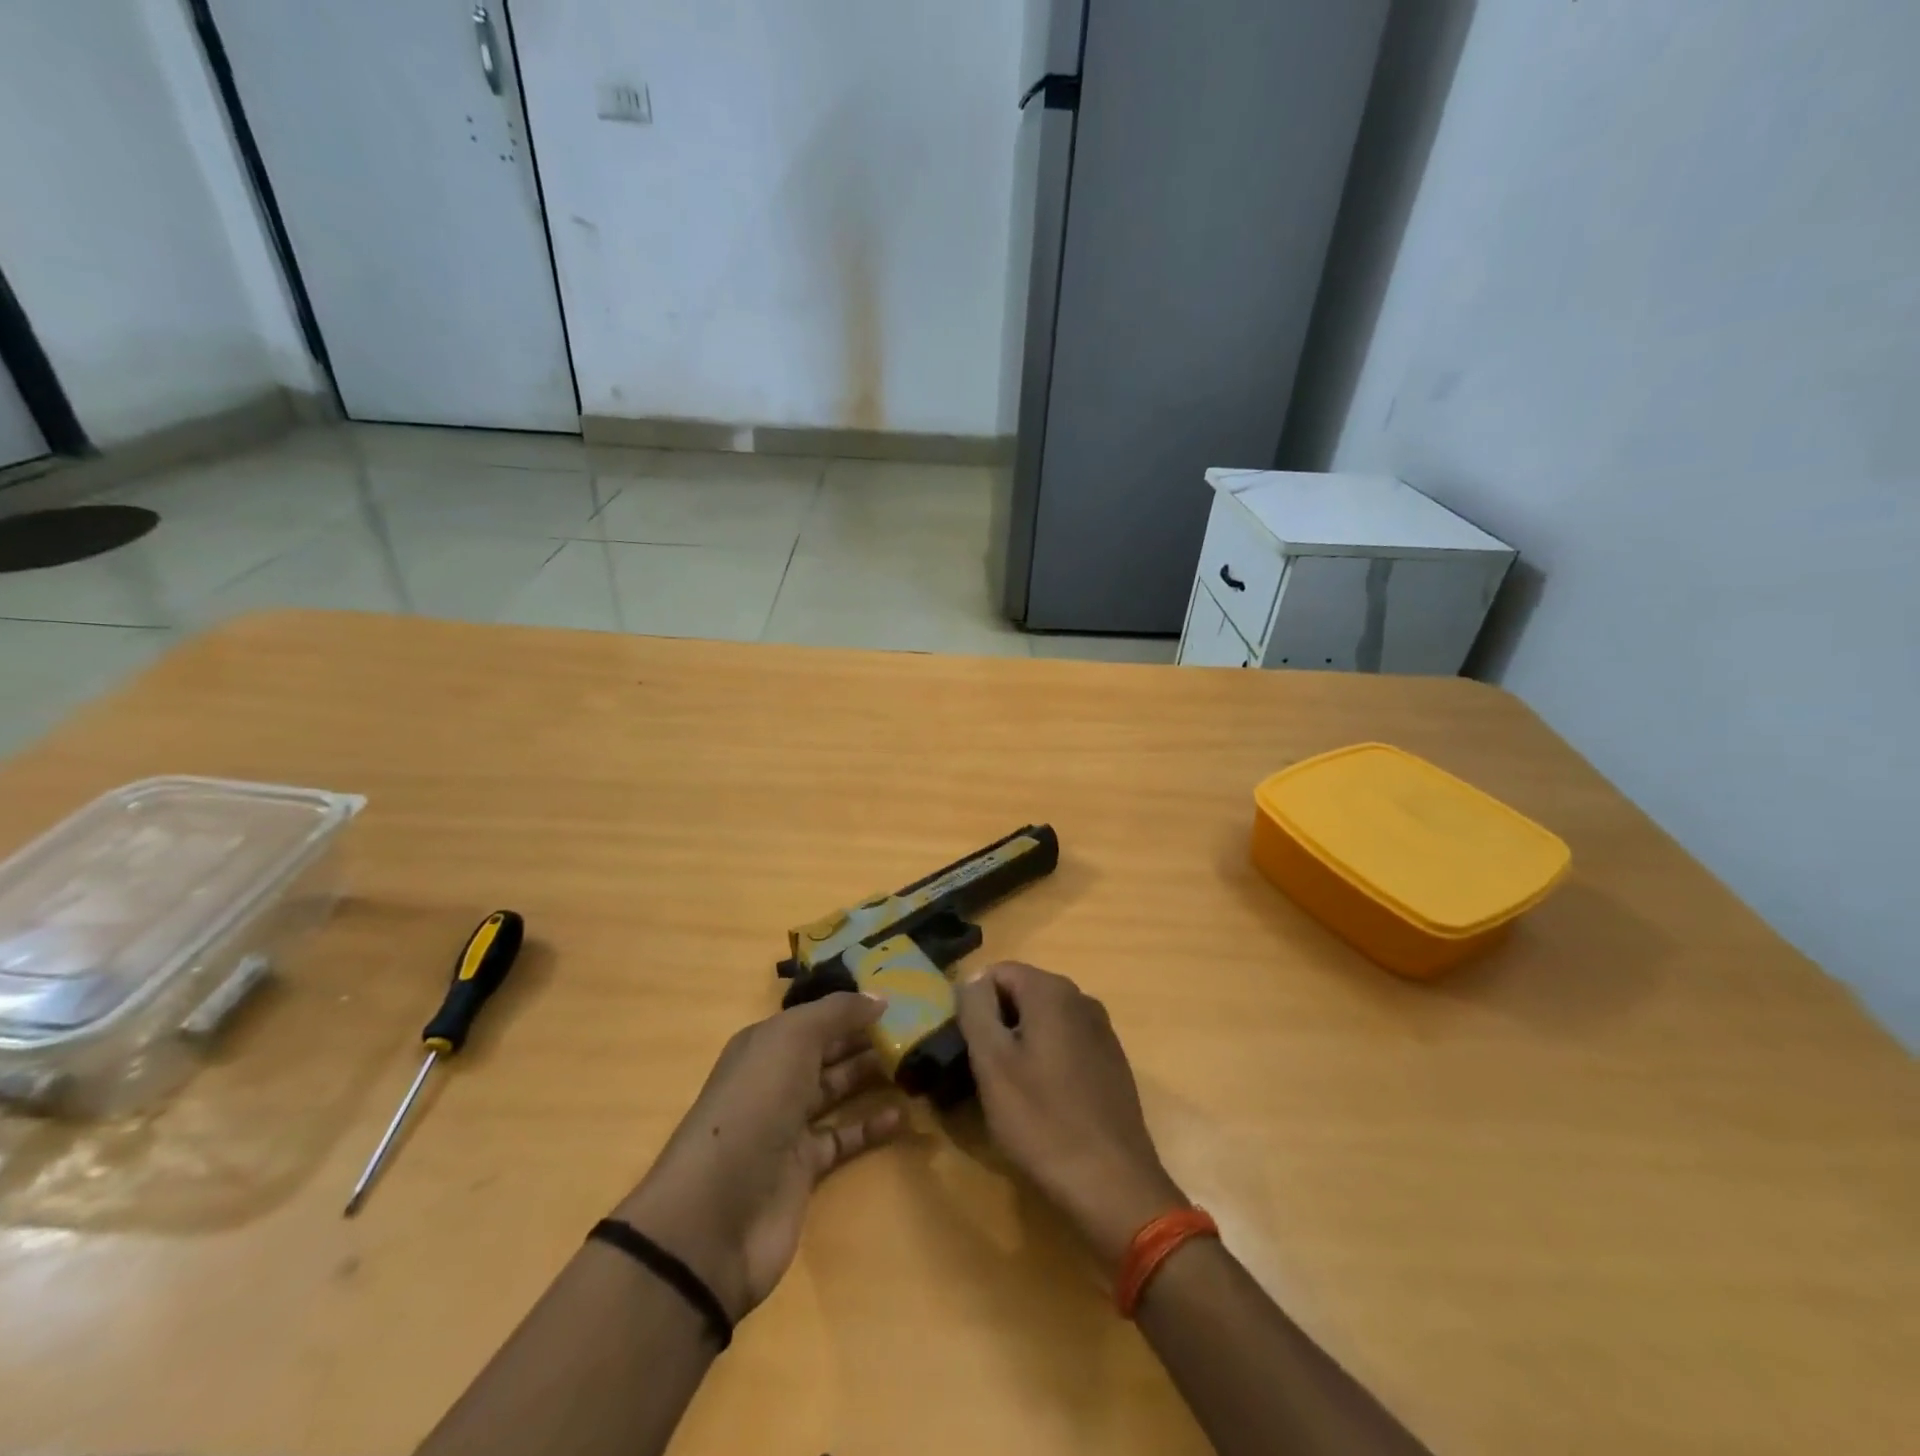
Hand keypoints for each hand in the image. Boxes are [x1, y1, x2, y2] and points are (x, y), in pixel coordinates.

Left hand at [614, 993, 903, 1320]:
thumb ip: (837, 1013)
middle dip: (866, 1038)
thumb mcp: (793, 1040)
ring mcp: (788, 1125)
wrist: (715, 1215)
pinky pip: (844, 1137)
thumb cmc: (754, 1106)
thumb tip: (879, 996)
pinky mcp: (804, 1169)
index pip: (816, 1015)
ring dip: (872, 1076)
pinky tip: (902, 1115)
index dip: (852, 1005)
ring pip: (837, 1090)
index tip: (898, 995)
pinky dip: (871, 1125)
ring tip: (916, 1063)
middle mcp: (776, 1079)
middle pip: (828, 1051)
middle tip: (916, 1028)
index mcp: (766, 1044)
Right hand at [955, 962, 1186, 1271]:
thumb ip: (976, 1009)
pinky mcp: (1111, 1062)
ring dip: (1020, 1044)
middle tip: (981, 1070)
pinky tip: (1042, 1102)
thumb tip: (972, 980)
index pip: (997, 972)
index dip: (974, 1003)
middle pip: (1022, 993)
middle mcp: (1082, 999)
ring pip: (1044, 1021)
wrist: (1113, 1184)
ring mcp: (1102, 1031)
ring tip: (1008, 1091)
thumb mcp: (992, 1063)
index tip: (965, 1044)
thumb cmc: (1042, 1121)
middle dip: (997, 1023)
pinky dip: (1046, 1061)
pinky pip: (1066, 1044)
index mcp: (1053, 991)